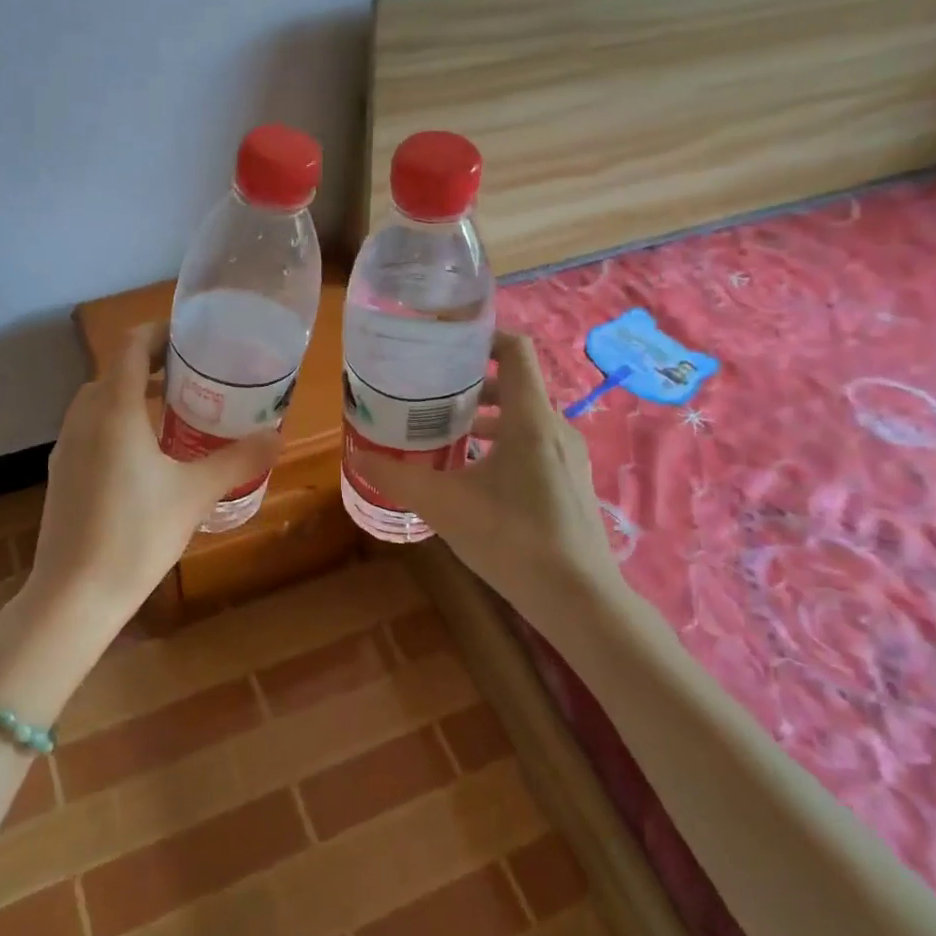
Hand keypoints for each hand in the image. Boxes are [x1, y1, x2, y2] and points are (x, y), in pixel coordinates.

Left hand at [25, 322, 281, 625]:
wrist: (73, 595)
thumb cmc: (137, 534)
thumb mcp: (196, 494)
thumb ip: (238, 460)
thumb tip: (276, 436)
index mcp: (114, 410)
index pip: (131, 347)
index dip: (159, 332)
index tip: (191, 336)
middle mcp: (84, 418)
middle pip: (115, 371)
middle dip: (151, 364)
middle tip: (193, 374)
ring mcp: (66, 446)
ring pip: (99, 401)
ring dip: (132, 394)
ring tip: (173, 411)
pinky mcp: (61, 473)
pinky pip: (90, 429)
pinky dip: (117, 422)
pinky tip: (143, 455)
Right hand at [351, 330, 623, 639]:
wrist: (578, 599)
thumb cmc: (512, 539)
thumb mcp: (444, 505)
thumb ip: (398, 477)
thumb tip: (357, 456)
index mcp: (530, 418)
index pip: (516, 350)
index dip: (484, 336)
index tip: (446, 343)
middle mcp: (555, 427)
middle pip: (515, 384)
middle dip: (472, 383)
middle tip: (430, 393)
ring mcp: (568, 456)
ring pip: (523, 417)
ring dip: (485, 416)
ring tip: (444, 432)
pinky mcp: (570, 481)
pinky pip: (533, 443)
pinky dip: (502, 442)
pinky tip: (473, 474)